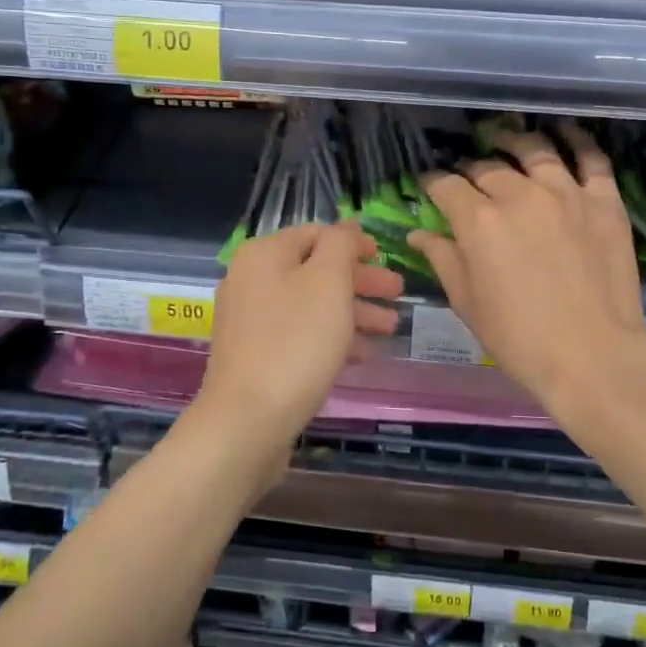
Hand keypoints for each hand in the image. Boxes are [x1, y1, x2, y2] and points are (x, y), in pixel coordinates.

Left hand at [192, 222, 402, 483]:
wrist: (247, 420)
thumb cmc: (295, 342)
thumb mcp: (328, 282)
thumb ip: (341, 245)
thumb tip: (346, 226)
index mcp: (264, 254)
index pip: (316, 234)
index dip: (354, 244)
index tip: (386, 259)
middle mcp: (250, 280)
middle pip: (316, 270)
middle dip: (360, 281)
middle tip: (398, 293)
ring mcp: (250, 321)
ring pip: (311, 305)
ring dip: (352, 312)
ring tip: (390, 328)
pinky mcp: (255, 356)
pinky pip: (299, 334)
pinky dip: (331, 338)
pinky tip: (361, 356)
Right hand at [408, 126, 645, 410]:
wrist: (592, 356)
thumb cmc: (518, 337)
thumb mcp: (467, 302)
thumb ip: (442, 258)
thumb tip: (418, 234)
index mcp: (479, 220)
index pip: (446, 185)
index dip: (432, 182)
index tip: (429, 184)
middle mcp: (519, 194)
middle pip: (487, 167)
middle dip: (470, 170)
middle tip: (468, 178)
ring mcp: (565, 193)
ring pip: (534, 151)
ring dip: (514, 143)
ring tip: (507, 142)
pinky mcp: (604, 201)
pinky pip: (591, 158)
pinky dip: (576, 141)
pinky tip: (564, 133)